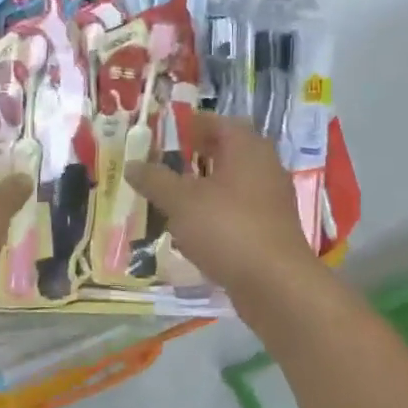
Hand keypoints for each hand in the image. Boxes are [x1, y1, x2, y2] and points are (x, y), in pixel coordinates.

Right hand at [125, 112, 322, 295]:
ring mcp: (270, 200)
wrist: (275, 284)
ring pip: (231, 184)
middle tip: (163, 163)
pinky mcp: (269, 230)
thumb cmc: (227, 229)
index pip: (219, 122)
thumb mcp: (181, 201)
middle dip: (195, 156)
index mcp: (247, 148)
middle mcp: (264, 167)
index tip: (164, 134)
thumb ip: (155, 180)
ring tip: (170, 197)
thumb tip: (132, 164)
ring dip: (203, 187)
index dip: (191, 125)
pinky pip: (237, 211)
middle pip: (227, 152)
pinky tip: (191, 229)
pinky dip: (214, 213)